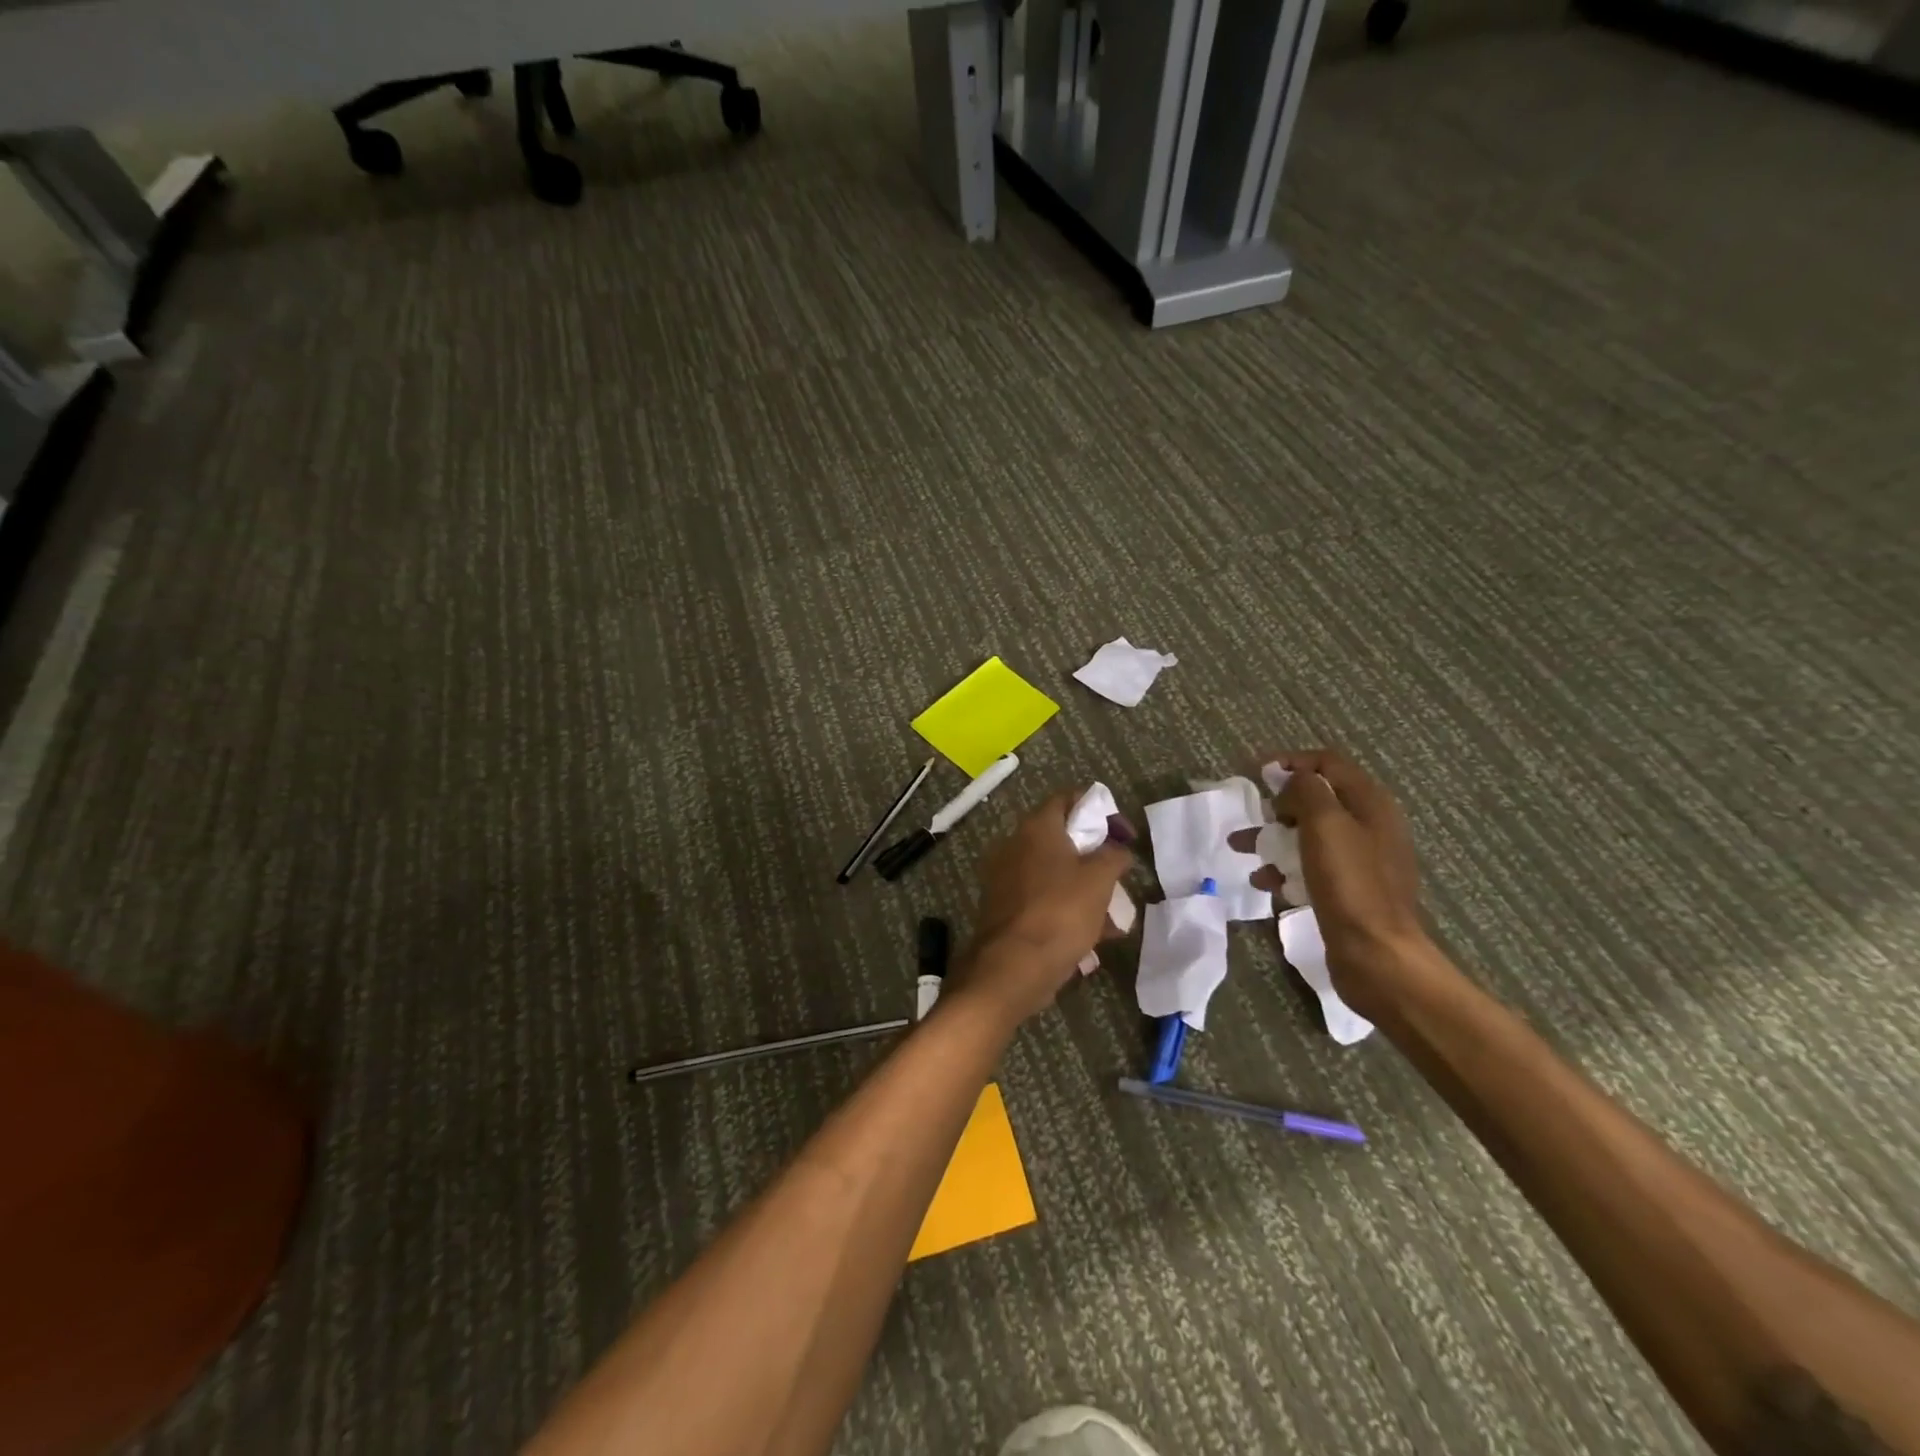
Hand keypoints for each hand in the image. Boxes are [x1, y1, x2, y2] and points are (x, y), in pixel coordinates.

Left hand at [954, 791, 1132, 1024]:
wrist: (1011, 968)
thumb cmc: (1060, 913)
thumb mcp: (1100, 880)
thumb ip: (1114, 856)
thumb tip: (1119, 849)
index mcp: (1036, 828)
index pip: (1068, 798)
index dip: (1100, 809)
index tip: (1124, 833)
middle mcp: (1015, 845)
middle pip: (1062, 838)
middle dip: (1095, 857)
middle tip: (1119, 875)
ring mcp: (1006, 877)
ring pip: (1054, 873)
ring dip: (1085, 888)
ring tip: (1114, 917)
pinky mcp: (1004, 907)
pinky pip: (1042, 899)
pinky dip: (1066, 909)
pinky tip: (1093, 937)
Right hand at [1267, 750, 1435, 1015]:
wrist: (1376, 954)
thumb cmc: (1349, 883)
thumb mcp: (1325, 824)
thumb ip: (1307, 791)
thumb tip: (1292, 780)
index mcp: (1371, 804)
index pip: (1329, 763)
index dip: (1292, 762)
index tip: (1256, 772)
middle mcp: (1370, 826)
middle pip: (1318, 800)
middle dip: (1279, 805)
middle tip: (1254, 817)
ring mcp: (1361, 861)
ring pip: (1309, 835)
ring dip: (1274, 838)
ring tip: (1242, 850)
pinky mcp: (1349, 891)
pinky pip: (1311, 867)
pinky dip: (1285, 869)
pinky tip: (1265, 883)